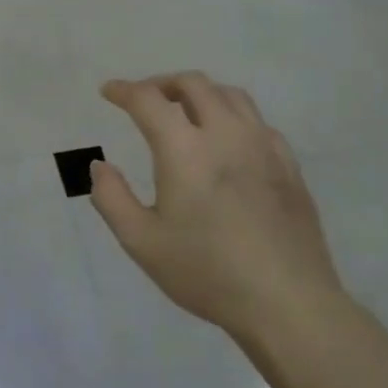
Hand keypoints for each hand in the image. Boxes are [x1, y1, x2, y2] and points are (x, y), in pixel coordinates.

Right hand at [90, 74, 341, 341]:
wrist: (287, 303)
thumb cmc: (206, 272)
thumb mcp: (141, 241)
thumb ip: (111, 198)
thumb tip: (99, 166)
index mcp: (185, 150)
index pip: (149, 100)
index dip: (124, 90)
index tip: (109, 92)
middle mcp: (226, 135)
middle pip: (194, 85)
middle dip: (162, 84)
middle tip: (144, 99)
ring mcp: (263, 147)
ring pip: (231, 95)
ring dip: (200, 93)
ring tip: (184, 111)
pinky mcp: (289, 166)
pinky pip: (257, 122)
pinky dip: (232, 116)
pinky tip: (226, 141)